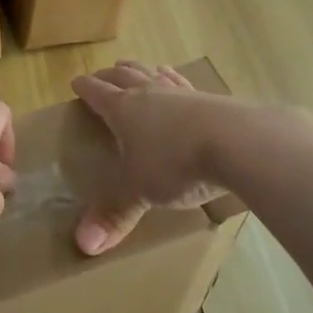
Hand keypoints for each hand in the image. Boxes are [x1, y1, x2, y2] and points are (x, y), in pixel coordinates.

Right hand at [70, 61, 231, 255]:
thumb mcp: (139, 192)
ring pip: (154, 74)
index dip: (85, 88)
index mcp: (124, 110)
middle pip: (125, 76)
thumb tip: (84, 246)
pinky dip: (175, 79)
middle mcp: (150, 93)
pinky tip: (179, 81)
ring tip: (136, 67)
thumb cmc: (175, 164)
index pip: (97, 93)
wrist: (236, 143)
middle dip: (110, 75)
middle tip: (102, 74)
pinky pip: (185, 84)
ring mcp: (182, 93)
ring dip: (141, 70)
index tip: (76, 83)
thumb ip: (114, 216)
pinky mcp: (211, 98)